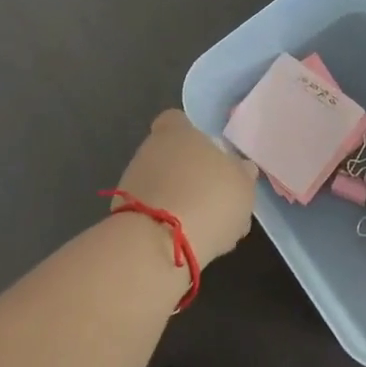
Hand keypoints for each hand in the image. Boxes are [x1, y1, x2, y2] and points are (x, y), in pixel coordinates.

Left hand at [112, 110, 256, 264]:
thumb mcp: (243, 184)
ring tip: (208, 227)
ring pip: (162, 187)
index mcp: (177, 133)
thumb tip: (240, 167)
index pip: (177, 120)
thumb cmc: (208, 198)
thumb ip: (241, 172)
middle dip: (190, 174)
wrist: (158, 246)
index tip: (209, 152)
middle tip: (216, 197)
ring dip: (180, 201)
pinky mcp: (122, 217)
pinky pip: (153, 214)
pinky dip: (168, 225)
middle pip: (171, 156)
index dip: (192, 133)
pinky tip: (189, 242)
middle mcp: (148, 152)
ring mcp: (131, 185)